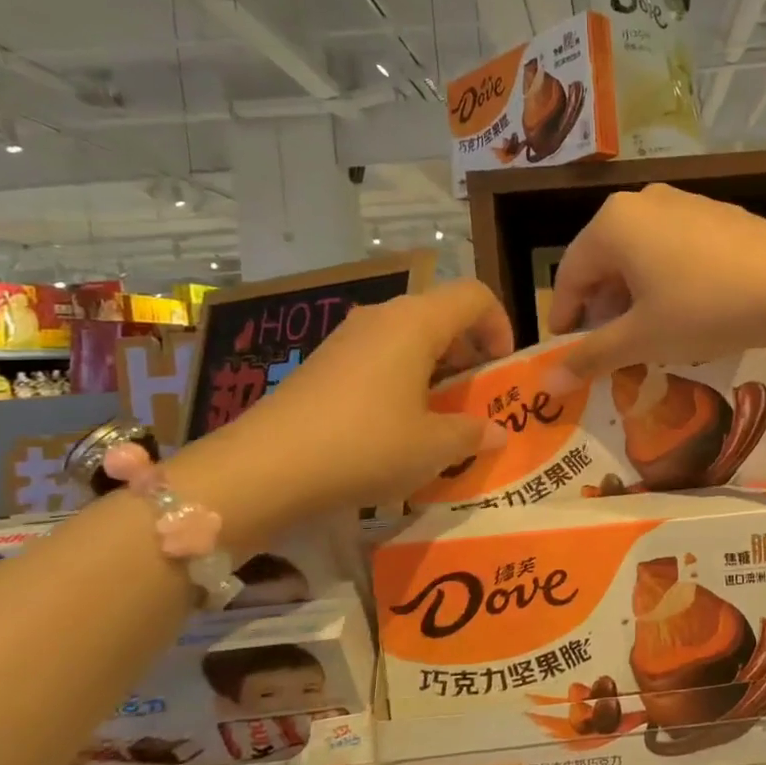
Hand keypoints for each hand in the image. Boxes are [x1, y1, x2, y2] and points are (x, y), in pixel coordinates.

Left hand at [192, 280, 513, 529]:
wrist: (263, 469)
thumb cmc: (364, 447)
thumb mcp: (433, 448)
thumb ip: (473, 434)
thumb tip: (495, 432)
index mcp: (416, 322)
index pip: (474, 295)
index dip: (500, 325)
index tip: (502, 369)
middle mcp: (382, 317)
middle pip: (442, 314)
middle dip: (470, 351)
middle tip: (478, 396)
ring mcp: (348, 338)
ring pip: (410, 336)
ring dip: (437, 368)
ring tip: (442, 415)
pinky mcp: (324, 363)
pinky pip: (380, 356)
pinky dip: (404, 379)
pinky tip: (398, 425)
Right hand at [546, 184, 765, 376]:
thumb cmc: (703, 309)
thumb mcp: (642, 338)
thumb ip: (591, 356)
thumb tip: (548, 382)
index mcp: (613, 223)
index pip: (571, 273)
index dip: (565, 315)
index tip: (565, 348)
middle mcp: (643, 202)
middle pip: (606, 259)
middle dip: (603, 305)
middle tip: (609, 345)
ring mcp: (685, 202)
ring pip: (641, 253)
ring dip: (634, 293)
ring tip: (647, 330)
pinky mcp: (718, 213)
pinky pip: (675, 246)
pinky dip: (666, 278)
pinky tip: (685, 307)